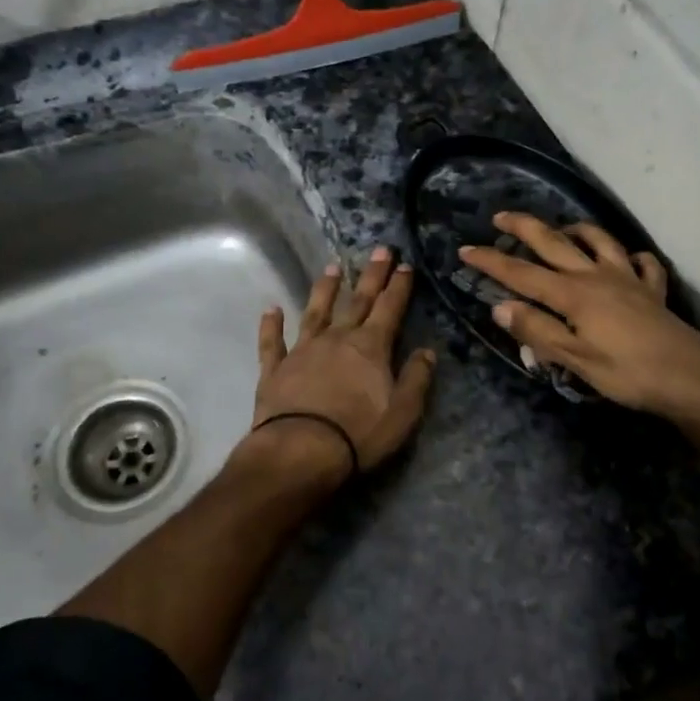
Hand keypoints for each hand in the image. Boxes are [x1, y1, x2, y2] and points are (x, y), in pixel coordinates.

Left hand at [251, 247, 436, 483]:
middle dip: (371, 275)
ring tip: (332, 268)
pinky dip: (271, 325)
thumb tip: (428, 352)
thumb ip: (416, 379)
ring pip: (315, 312)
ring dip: (324, 289)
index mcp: (370, 347)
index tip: (405, 265)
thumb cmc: (358, 433)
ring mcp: (303, 350)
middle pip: (357, 300)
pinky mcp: (275, 369)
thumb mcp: (402, 412)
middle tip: (379, 250)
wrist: (300, 450)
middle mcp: (337, 338)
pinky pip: (273, 342)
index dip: (399, 286)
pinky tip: (271, 309)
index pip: (389, 308)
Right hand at [460, 213, 699, 423]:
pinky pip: (641, 263)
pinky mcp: (652, 290)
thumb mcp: (575, 359)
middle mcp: (597, 276)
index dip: (491, 262)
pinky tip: (626, 260)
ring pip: (598, 241)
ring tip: (561, 228)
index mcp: (573, 294)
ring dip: (575, 230)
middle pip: (554, 243)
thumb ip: (537, 331)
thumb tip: (500, 307)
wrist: (692, 378)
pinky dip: (630, 256)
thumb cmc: (628, 373)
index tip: (465, 250)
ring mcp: (628, 278)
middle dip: (524, 228)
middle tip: (501, 217)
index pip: (522, 274)